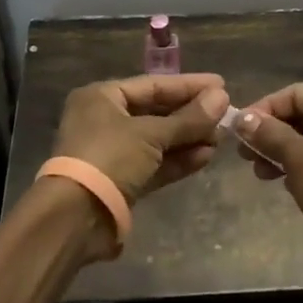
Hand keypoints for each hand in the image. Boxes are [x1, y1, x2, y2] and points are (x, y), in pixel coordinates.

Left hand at [50, 73, 230, 208]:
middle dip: (191, 115)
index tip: (221, 85)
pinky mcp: (122, 181)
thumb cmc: (110, 157)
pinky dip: (178, 160)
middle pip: (156, 112)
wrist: (76, 217)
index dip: (188, 85)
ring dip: (189, 138)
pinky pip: (155, 164)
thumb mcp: (151, 134)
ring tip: (221, 138)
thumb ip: (189, 118)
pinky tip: (206, 156)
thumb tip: (222, 97)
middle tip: (226, 114)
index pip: (153, 85)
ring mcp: (113, 152)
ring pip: (158, 140)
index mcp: (102, 97)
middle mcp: (105, 120)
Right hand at [233, 82, 302, 271]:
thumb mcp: (296, 156)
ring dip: (282, 152)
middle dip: (270, 134)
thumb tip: (241, 118)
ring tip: (260, 173)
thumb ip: (267, 134)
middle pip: (301, 114)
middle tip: (244, 155)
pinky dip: (302, 163)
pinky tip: (283, 182)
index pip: (292, 94)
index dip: (262, 110)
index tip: (238, 130)